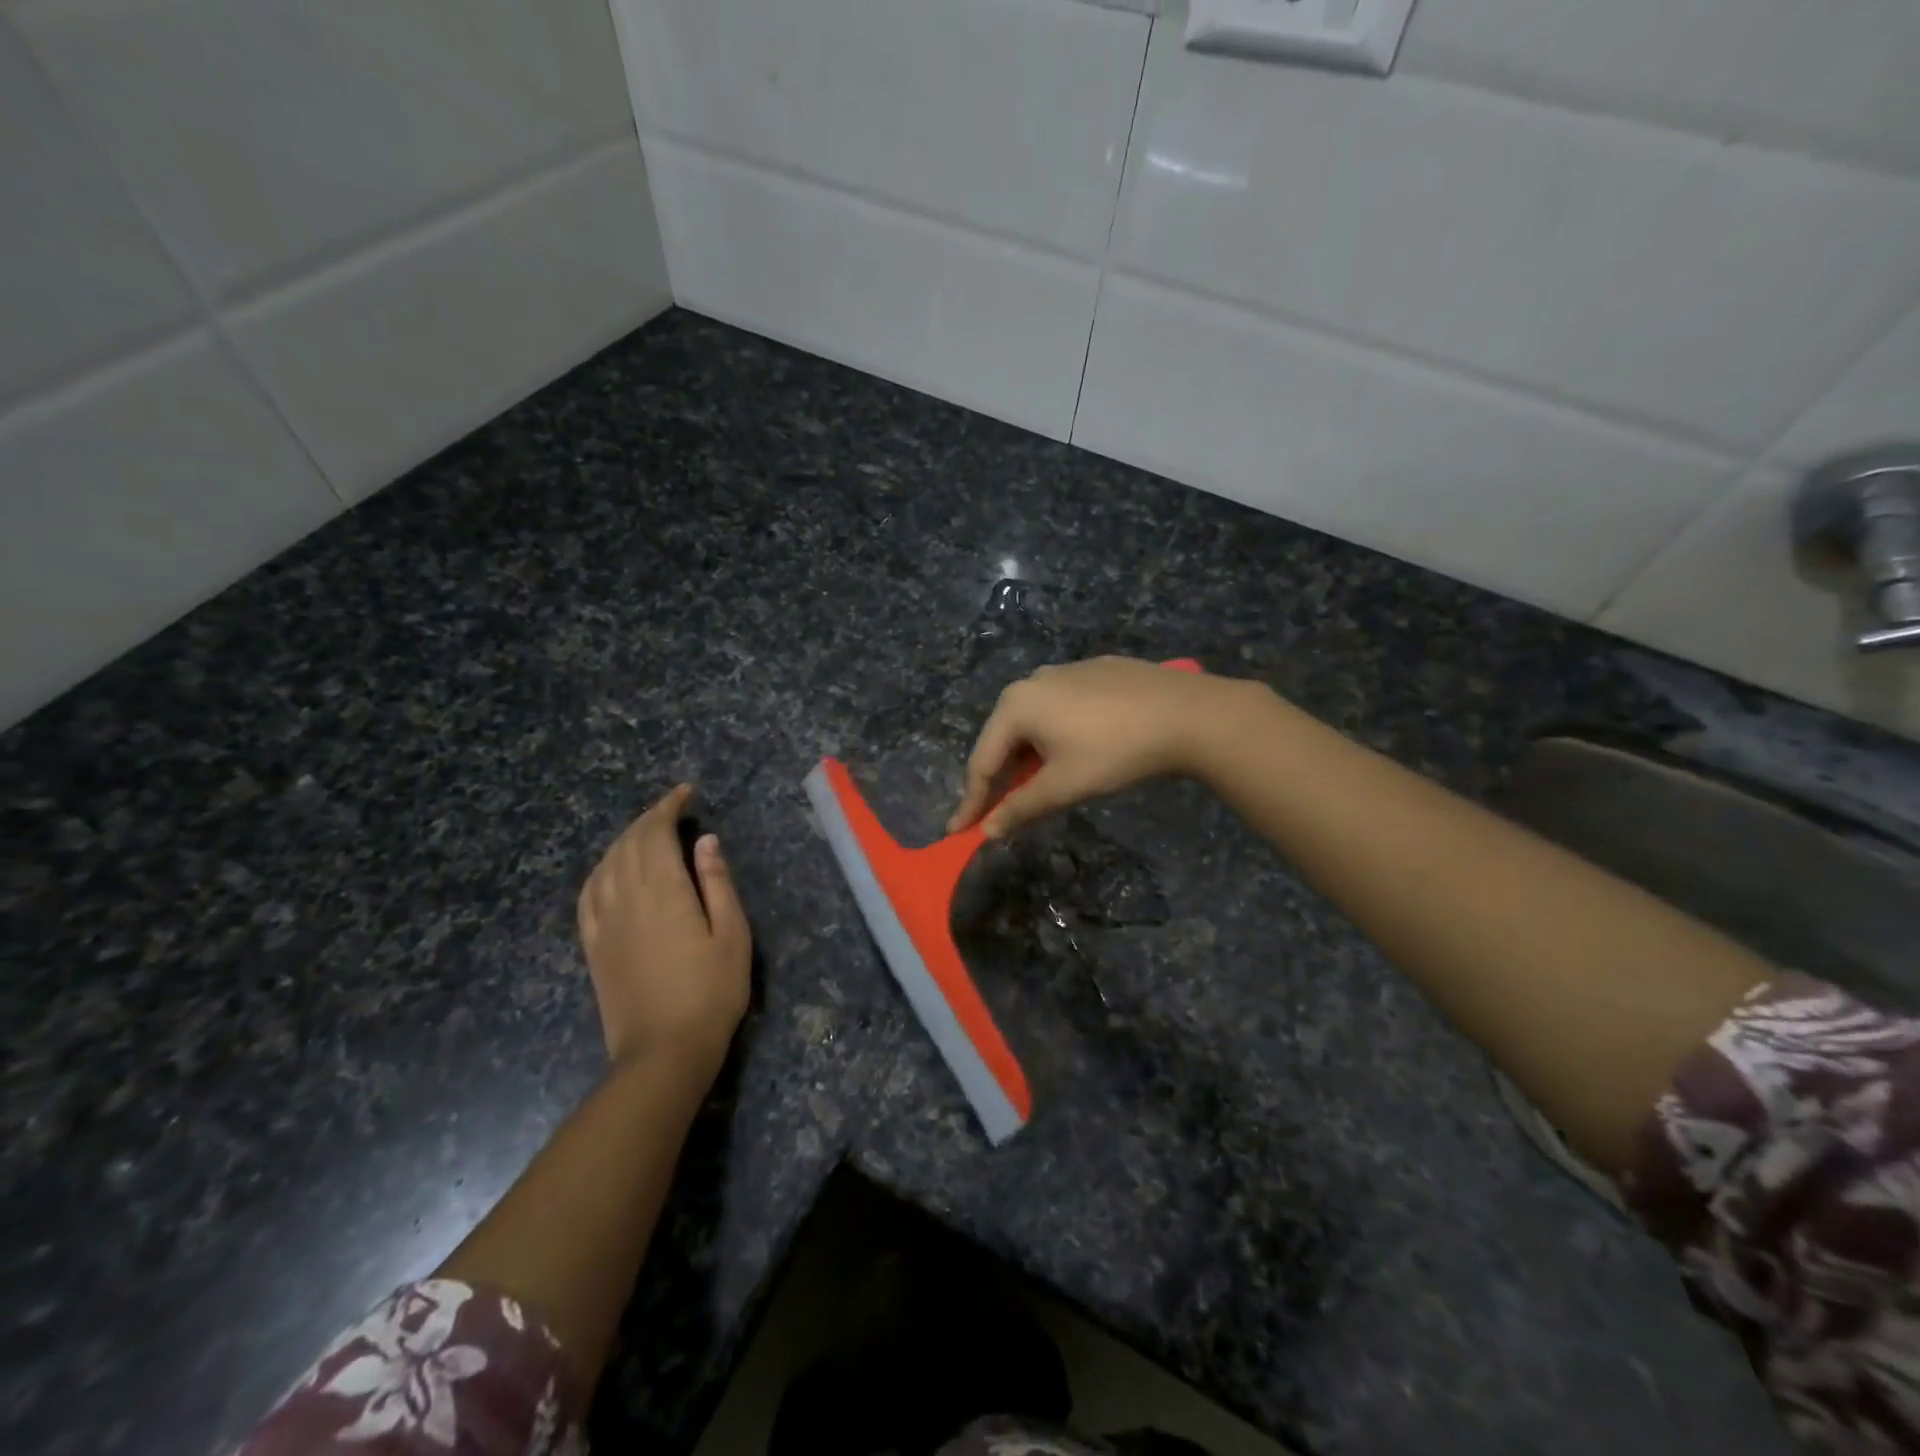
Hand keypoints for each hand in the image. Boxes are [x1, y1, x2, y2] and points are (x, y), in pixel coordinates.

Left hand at [577, 784, 750, 1074]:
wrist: (663, 1051)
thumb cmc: (711, 992)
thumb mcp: (733, 934)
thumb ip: (718, 883)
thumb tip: (705, 841)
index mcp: (664, 890)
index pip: (657, 833)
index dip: (668, 807)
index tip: (685, 793)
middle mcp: (627, 897)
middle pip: (629, 843)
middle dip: (648, 819)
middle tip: (672, 809)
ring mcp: (604, 922)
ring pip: (606, 864)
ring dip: (624, 840)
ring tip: (646, 833)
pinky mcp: (592, 946)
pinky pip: (587, 895)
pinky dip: (600, 871)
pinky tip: (609, 871)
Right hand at [948, 656, 1257, 837]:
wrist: (1189, 713)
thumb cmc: (1116, 751)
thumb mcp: (1064, 786)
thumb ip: (1020, 808)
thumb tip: (988, 831)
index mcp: (1017, 705)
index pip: (982, 761)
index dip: (971, 801)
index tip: (958, 832)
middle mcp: (1034, 680)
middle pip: (1005, 737)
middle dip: (1001, 777)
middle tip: (1000, 811)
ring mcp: (1067, 670)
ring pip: (1035, 721)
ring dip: (1031, 756)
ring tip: (1040, 784)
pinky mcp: (1098, 670)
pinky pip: (1063, 708)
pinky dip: (1058, 734)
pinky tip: (1079, 750)